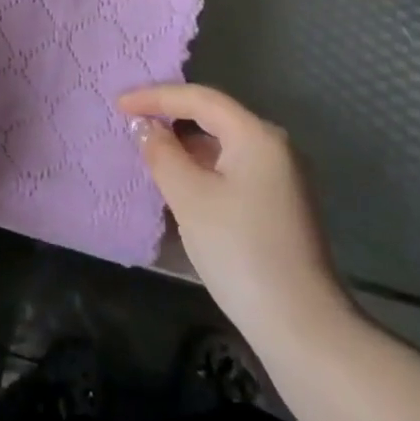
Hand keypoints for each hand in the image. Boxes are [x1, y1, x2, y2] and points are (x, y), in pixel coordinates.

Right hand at [120, 84, 348, 351]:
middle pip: (215, 117)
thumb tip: (145, 127)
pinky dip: (203, 167)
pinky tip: (180, 182)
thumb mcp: (190, 198)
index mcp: (257, 135)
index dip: (156, 96)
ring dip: (186, 144)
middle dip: (171, 116)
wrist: (300, 324)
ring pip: (224, 145)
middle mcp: (274, 146)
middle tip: (131, 122)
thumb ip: (163, 154)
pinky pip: (233, 168)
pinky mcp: (279, 204)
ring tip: (148, 151)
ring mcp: (281, 176)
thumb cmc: (239, 250)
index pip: (200, 99)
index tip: (119, 105)